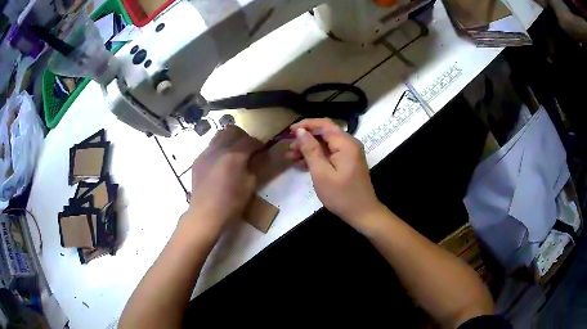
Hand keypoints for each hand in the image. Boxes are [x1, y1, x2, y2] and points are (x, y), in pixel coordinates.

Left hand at [187, 125, 261, 234]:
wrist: (205, 214)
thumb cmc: (231, 203)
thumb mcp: (250, 185)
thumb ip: (256, 166)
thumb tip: (260, 156)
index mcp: (234, 155)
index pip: (250, 140)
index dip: (259, 144)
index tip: (262, 150)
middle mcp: (218, 148)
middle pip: (233, 131)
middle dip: (243, 137)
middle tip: (248, 150)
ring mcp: (205, 153)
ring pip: (219, 135)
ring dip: (230, 140)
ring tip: (233, 153)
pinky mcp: (198, 160)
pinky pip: (210, 146)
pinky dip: (219, 149)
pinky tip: (220, 163)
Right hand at [287, 118, 382, 229]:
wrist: (362, 213)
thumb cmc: (341, 195)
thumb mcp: (321, 173)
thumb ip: (311, 150)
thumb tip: (300, 131)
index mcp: (345, 143)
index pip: (324, 124)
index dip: (306, 125)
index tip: (289, 131)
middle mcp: (350, 144)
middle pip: (325, 133)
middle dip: (306, 138)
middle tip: (289, 149)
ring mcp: (350, 153)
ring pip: (326, 143)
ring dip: (309, 148)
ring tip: (291, 156)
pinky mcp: (348, 162)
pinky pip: (330, 153)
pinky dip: (317, 156)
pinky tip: (303, 163)